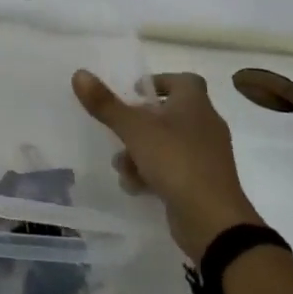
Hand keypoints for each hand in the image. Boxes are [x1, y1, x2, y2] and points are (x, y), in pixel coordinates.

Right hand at [72, 70, 262, 257]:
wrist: (212, 219)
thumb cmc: (175, 161)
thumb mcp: (134, 129)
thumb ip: (106, 103)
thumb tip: (79, 74)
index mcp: (195, 105)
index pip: (183, 80)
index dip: (159, 82)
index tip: (134, 92)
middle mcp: (204, 126)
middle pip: (169, 114)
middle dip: (138, 124)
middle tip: (119, 130)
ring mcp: (205, 156)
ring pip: (166, 143)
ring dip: (140, 152)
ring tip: (122, 166)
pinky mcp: (202, 181)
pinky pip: (172, 168)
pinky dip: (152, 173)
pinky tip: (135, 187)